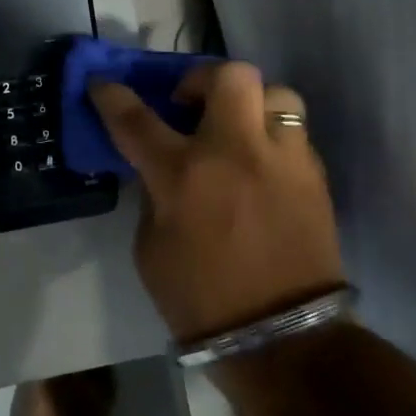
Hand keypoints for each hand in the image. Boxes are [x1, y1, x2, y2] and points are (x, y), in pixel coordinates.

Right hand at [90, 63, 343, 342]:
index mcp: (183, 173)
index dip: (111, 95)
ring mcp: (283, 160)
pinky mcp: (315, 178)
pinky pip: (293, 134)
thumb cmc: (199, 297)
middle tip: (189, 104)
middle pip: (229, 75)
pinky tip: (259, 167)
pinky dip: (270, 138)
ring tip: (236, 131)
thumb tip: (160, 169)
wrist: (281, 339)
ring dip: (249, 104)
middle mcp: (236, 152)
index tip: (101, 83)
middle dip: (202, 78)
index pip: (136, 118)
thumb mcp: (150, 246)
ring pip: (276, 94)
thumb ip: (153, 195)